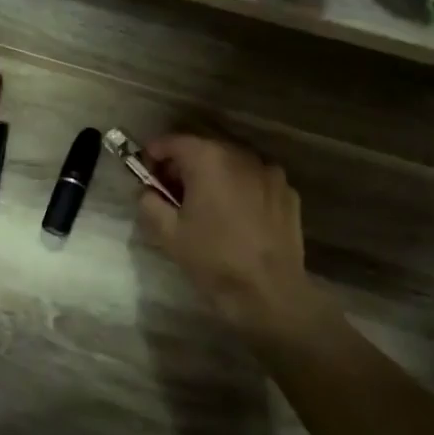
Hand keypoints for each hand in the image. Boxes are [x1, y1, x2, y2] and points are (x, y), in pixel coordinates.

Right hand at [135, 134, 317, 337]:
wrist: (269, 292)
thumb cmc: (214, 259)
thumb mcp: (168, 234)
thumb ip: (149, 203)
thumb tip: (147, 191)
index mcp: (209, 160)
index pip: (174, 142)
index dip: (155, 153)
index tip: (146, 170)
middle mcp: (242, 156)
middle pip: (205, 149)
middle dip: (185, 165)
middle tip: (172, 191)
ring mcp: (270, 173)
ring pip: (232, 164)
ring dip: (215, 176)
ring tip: (206, 205)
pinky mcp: (288, 193)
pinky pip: (256, 181)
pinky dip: (241, 189)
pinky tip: (237, 216)